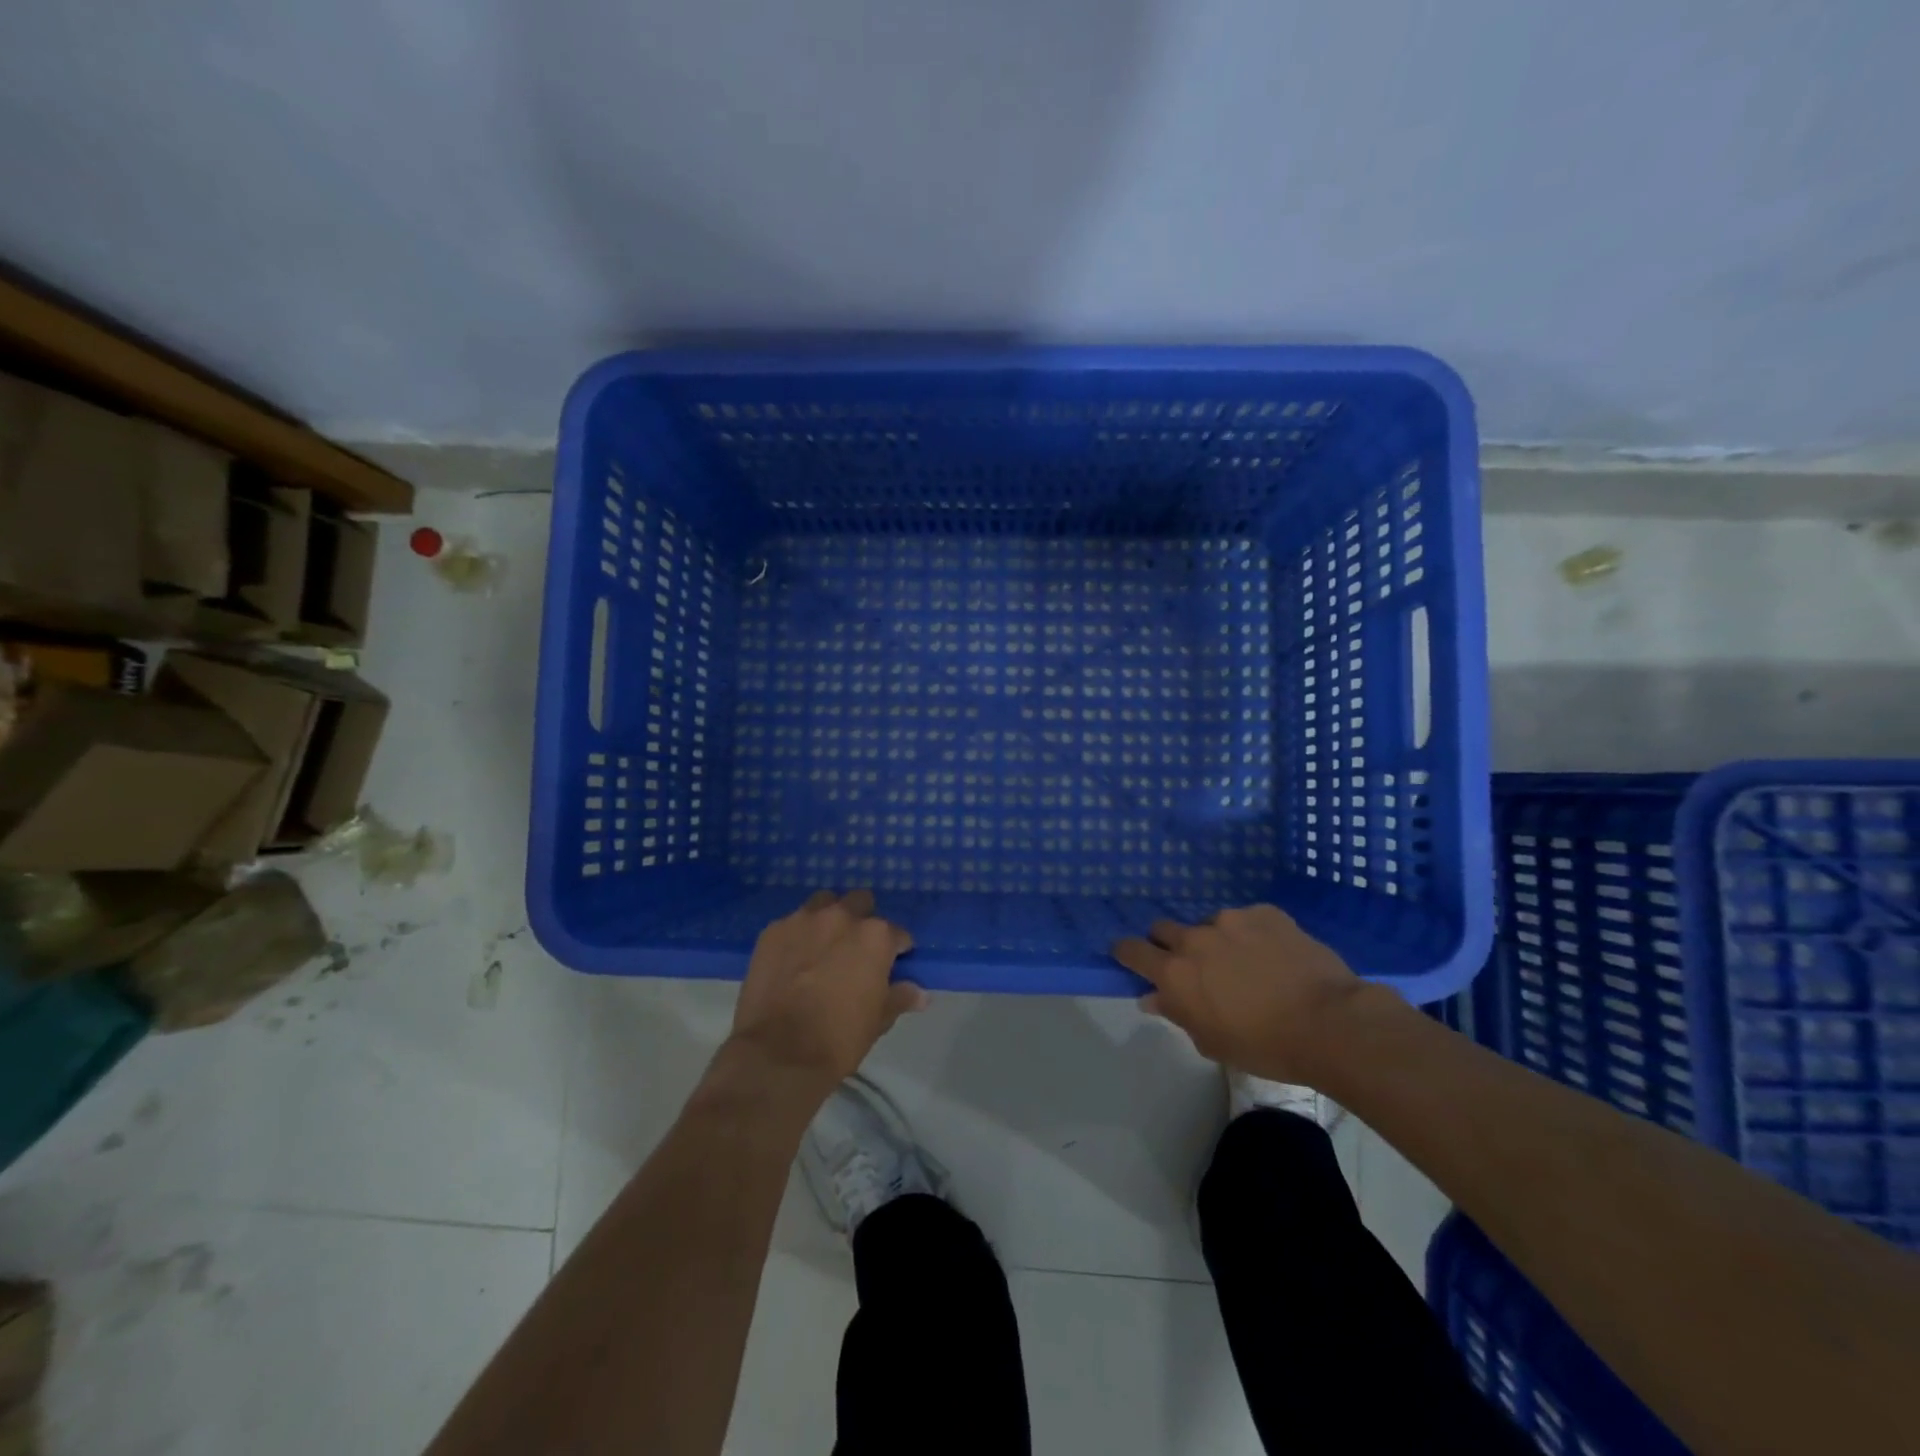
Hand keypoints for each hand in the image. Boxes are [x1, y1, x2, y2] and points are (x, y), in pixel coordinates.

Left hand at [729, 890, 925, 1093]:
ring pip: (824, 903)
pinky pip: (792, 924)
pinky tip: (793, 960)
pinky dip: (798, 936)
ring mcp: (804, 920)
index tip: (891, 966)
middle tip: (855, 951)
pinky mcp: (773, 931)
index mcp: (875, 936)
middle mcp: (841, 917)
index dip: (896, 950)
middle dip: (862, 920)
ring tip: (823, 947)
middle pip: (860, 903)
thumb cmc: (839, 1038)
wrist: (778, 1054)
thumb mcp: (878, 1020)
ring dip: (829, 919)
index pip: (897, 933)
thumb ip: (900, 997)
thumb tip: (920, 994)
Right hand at [1113, 904, 1363, 1082]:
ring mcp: (1231, 920)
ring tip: (1245, 962)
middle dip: (1170, 944)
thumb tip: (1152, 998)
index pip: (1132, 950)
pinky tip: (1274, 954)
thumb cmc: (1266, 1046)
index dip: (1126, 952)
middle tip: (1192, 965)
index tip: (1128, 956)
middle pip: (1164, 928)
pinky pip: (1247, 919)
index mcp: (1176, 973)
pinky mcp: (1265, 912)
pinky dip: (1252, 934)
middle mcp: (1195, 938)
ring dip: (1216, 939)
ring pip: (1210, 924)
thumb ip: (1177, 1014)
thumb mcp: (1213, 1042)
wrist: (1330, 1024)